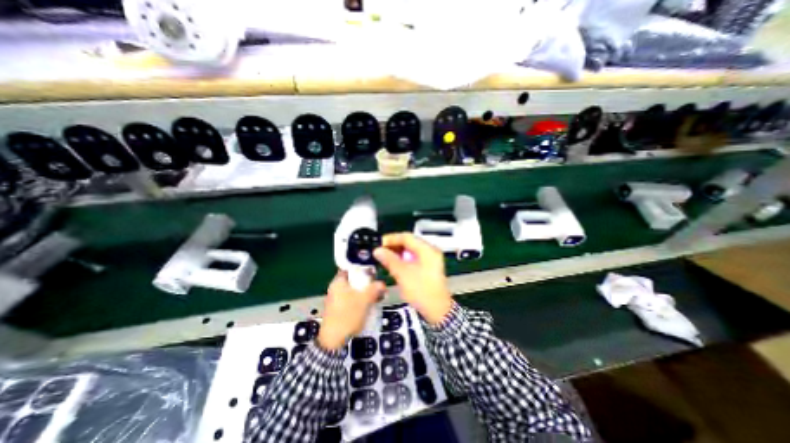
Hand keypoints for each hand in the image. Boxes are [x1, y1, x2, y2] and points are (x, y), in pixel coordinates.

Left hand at [318, 271, 385, 351]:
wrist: (333, 341)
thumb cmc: (348, 315)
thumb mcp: (365, 300)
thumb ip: (375, 289)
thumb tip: (382, 284)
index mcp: (339, 282)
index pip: (350, 268)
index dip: (362, 268)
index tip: (373, 272)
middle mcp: (336, 288)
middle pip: (353, 280)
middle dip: (367, 282)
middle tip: (378, 286)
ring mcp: (336, 299)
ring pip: (353, 291)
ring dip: (365, 292)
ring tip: (377, 297)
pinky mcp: (338, 309)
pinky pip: (351, 300)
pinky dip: (360, 300)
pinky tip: (369, 306)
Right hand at [375, 232, 454, 324]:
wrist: (437, 311)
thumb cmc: (421, 290)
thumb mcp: (403, 274)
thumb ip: (389, 260)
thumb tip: (377, 250)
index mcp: (427, 249)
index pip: (407, 237)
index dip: (391, 239)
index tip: (379, 244)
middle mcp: (430, 251)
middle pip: (409, 243)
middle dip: (394, 246)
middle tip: (380, 251)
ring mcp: (430, 260)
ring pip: (411, 251)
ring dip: (398, 253)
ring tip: (384, 258)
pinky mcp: (428, 268)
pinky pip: (414, 258)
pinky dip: (403, 260)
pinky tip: (394, 264)